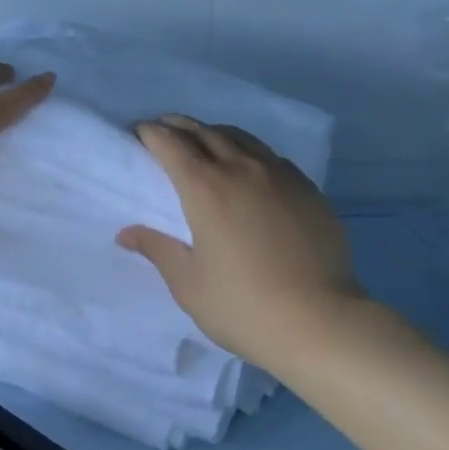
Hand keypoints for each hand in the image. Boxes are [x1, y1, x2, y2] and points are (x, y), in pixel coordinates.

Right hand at [119, 116, 362, 374]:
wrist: (321, 323)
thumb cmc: (244, 307)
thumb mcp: (189, 284)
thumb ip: (158, 249)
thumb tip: (127, 234)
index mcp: (206, 189)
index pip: (171, 144)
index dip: (151, 133)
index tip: (139, 131)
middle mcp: (242, 169)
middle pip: (205, 132)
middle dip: (180, 126)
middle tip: (165, 129)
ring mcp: (280, 176)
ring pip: (241, 138)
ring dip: (215, 133)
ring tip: (203, 141)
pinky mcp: (308, 189)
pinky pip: (271, 157)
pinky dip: (249, 152)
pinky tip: (249, 170)